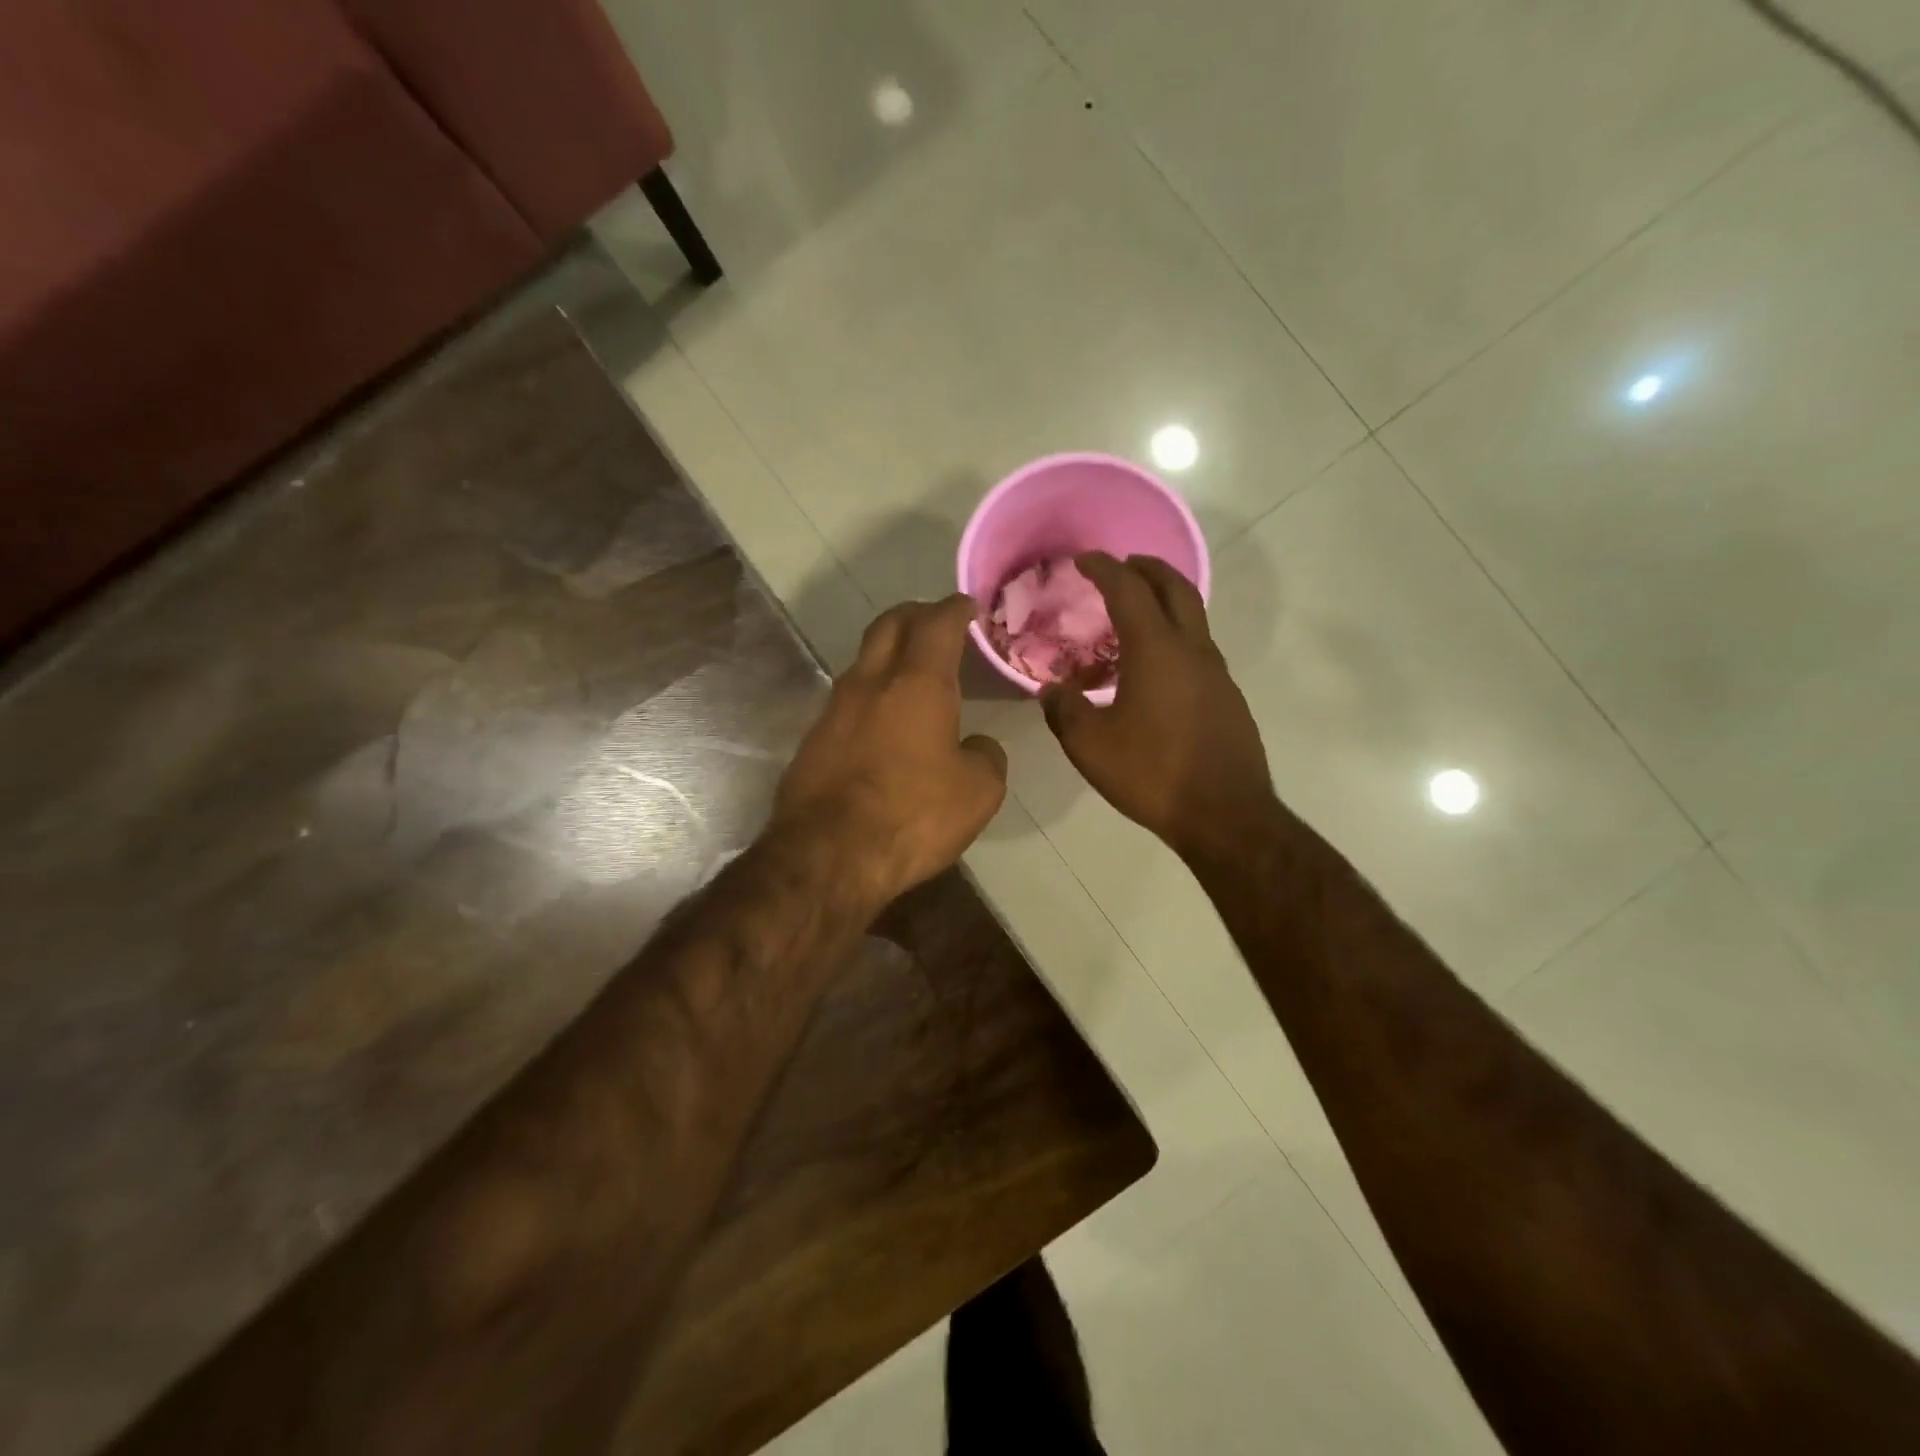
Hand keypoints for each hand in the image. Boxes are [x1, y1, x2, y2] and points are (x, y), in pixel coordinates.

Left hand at [773, 594, 1007, 903]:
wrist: (827, 857)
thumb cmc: (912, 815)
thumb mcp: (977, 792)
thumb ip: (985, 757)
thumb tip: (976, 746)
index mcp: (917, 683)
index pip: (937, 623)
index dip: (955, 609)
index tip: (968, 606)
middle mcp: (870, 683)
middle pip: (890, 625)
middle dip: (916, 614)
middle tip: (937, 621)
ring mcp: (834, 709)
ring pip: (864, 661)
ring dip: (889, 654)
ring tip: (913, 672)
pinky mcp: (813, 740)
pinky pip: (848, 700)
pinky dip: (872, 694)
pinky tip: (885, 721)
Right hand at [1042, 553, 1273, 862]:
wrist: (1225, 814)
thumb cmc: (1152, 773)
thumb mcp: (1090, 746)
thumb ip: (1064, 710)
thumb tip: (1051, 690)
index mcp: (1156, 649)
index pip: (1128, 590)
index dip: (1104, 568)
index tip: (1084, 560)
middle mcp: (1192, 649)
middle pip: (1175, 588)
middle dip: (1147, 568)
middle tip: (1122, 566)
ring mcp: (1216, 672)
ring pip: (1193, 617)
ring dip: (1164, 602)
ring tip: (1134, 616)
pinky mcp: (1228, 697)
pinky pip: (1198, 649)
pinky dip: (1175, 637)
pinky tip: (1154, 669)